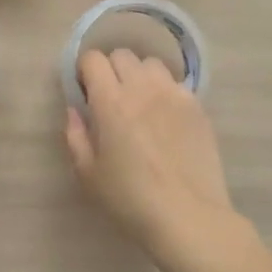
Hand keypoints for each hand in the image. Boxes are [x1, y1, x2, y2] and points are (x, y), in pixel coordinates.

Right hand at [64, 49, 235, 247]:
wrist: (188, 216)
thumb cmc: (130, 199)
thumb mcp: (89, 174)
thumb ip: (76, 136)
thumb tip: (75, 111)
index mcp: (111, 102)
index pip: (93, 60)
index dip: (85, 71)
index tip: (85, 92)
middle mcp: (142, 88)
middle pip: (122, 55)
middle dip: (111, 70)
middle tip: (111, 98)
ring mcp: (174, 94)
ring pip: (152, 64)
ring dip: (140, 76)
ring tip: (141, 102)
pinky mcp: (197, 106)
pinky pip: (176, 84)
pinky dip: (165, 91)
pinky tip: (165, 117)